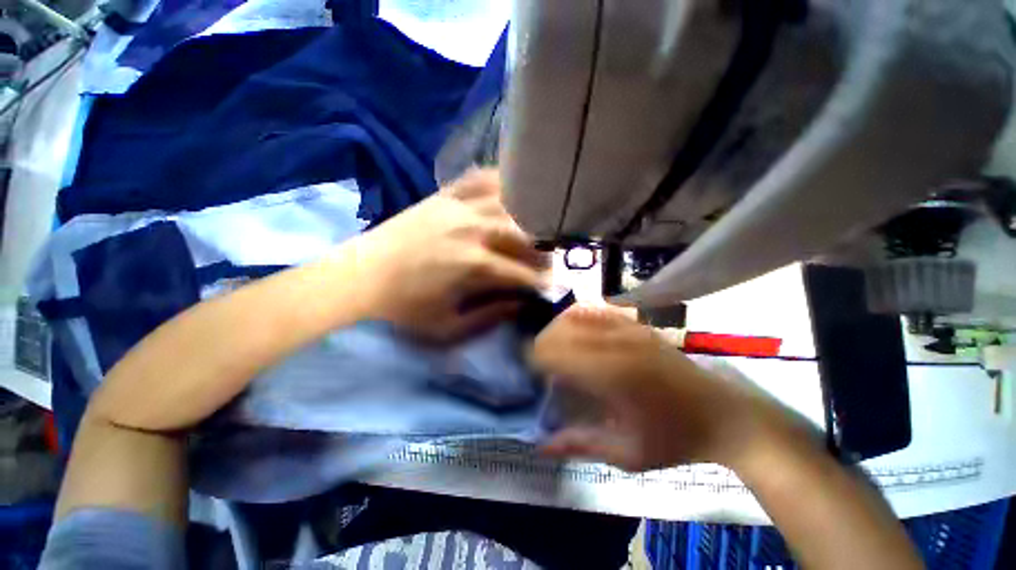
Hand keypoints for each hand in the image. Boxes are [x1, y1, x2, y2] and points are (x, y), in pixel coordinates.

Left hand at [353, 169, 547, 342]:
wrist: (359, 277)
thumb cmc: (403, 308)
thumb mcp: (448, 326)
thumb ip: (490, 316)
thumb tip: (521, 303)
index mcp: (473, 265)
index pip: (522, 271)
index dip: (541, 281)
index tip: (551, 286)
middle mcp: (472, 229)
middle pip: (523, 233)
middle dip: (542, 249)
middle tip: (547, 260)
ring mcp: (457, 206)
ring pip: (509, 202)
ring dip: (528, 215)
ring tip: (538, 227)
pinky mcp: (443, 195)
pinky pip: (478, 179)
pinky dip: (500, 181)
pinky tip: (512, 187)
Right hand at [529, 306, 803, 471]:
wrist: (725, 417)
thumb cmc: (675, 440)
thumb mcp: (627, 454)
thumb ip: (581, 444)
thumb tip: (541, 445)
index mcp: (611, 375)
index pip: (556, 353)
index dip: (535, 358)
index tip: (529, 370)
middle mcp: (616, 344)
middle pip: (563, 329)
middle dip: (544, 343)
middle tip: (540, 362)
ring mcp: (630, 329)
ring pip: (578, 314)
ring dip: (559, 327)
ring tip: (555, 345)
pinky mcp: (639, 326)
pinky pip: (600, 310)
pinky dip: (581, 316)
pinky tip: (578, 328)